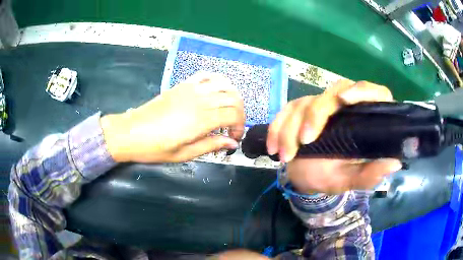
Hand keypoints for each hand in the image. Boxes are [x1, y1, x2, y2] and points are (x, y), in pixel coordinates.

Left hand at [101, 72, 244, 162]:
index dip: (240, 126)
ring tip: (227, 109)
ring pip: (224, 83)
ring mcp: (191, 89)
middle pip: (234, 98)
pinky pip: (206, 75)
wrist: (131, 132)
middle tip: (232, 126)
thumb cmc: (156, 147)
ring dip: (232, 96)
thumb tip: (231, 143)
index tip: (233, 138)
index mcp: (201, 119)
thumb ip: (211, 145)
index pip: (234, 115)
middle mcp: (200, 100)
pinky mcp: (183, 85)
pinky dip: (217, 81)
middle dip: (240, 113)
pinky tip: (215, 92)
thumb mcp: (184, 154)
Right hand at [267, 80, 401, 193]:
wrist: (305, 178)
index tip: (345, 100)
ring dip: (291, 129)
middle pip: (334, 92)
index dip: (363, 91)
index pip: (375, 94)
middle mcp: (345, 107)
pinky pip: (285, 111)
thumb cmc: (331, 177)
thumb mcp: (349, 180)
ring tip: (285, 156)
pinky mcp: (300, 109)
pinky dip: (277, 128)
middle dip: (316, 115)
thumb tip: (394, 163)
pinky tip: (273, 147)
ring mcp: (321, 105)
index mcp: (365, 120)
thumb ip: (369, 174)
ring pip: (305, 102)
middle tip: (305, 142)